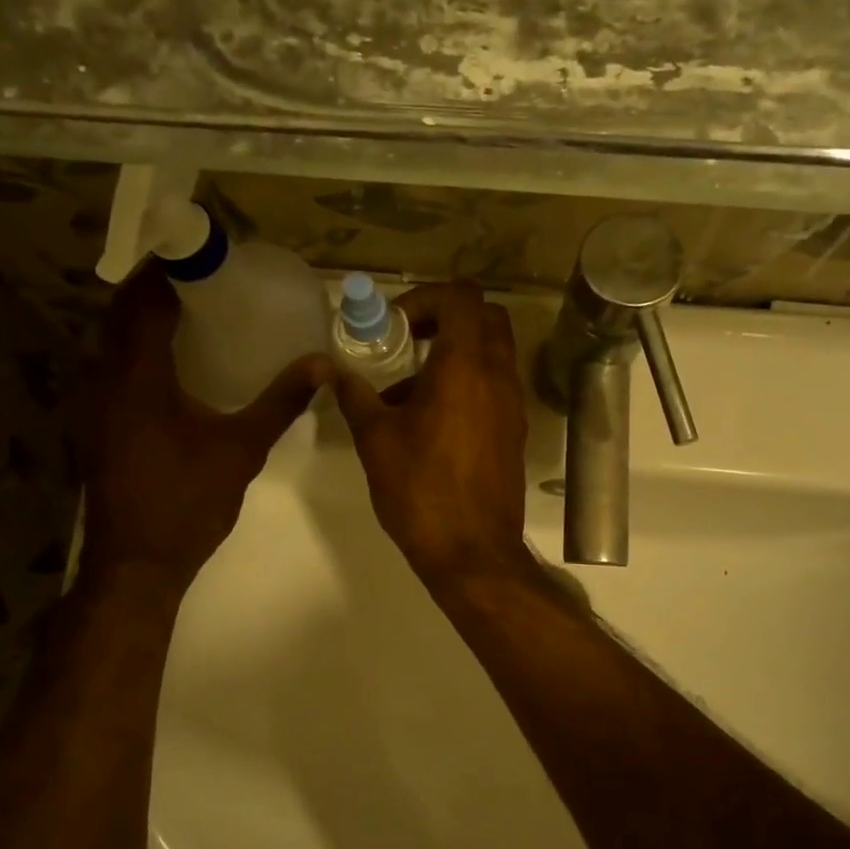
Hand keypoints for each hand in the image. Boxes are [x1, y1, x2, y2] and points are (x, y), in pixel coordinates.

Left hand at [71, 272, 326, 590]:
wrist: (137, 564)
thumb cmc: (188, 501)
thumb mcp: (241, 449)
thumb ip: (280, 402)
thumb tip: (321, 364)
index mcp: (137, 376)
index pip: (144, 301)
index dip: (168, 270)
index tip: (201, 254)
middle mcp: (104, 379)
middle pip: (121, 313)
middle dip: (155, 288)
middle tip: (202, 277)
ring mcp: (93, 403)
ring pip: (111, 341)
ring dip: (142, 318)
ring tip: (190, 310)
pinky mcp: (96, 424)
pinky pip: (112, 367)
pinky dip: (136, 349)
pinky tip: (172, 363)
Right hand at [333, 281, 530, 587]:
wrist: (472, 552)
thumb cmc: (420, 490)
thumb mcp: (376, 440)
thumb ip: (356, 396)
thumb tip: (334, 371)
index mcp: (465, 366)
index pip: (462, 296)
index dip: (426, 297)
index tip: (396, 326)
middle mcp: (497, 376)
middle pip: (485, 318)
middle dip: (445, 318)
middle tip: (407, 342)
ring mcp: (512, 405)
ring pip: (492, 353)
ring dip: (454, 354)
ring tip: (408, 392)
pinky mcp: (514, 431)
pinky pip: (494, 387)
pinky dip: (467, 384)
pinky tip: (430, 423)